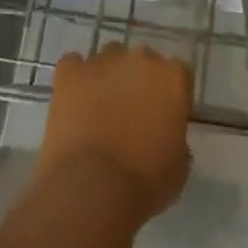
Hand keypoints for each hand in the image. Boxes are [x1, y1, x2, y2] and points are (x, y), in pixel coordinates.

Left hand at [37, 44, 193, 227]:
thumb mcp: (177, 169)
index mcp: (173, 78)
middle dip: (137, 82)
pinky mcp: (70, 71)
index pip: (178, 74)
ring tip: (98, 111)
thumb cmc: (142, 185)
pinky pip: (73, 65)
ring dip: (107, 78)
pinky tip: (73, 103)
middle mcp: (141, 58)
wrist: (91, 190)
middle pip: (142, 61)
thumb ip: (178, 141)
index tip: (163, 118)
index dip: (169, 95)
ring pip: (108, 59)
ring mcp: (103, 61)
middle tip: (130, 116)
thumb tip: (167, 135)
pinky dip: (75, 79)